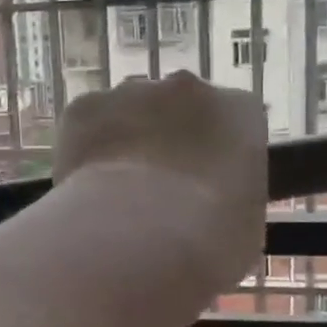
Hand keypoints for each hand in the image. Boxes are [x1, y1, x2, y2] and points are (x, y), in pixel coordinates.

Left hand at [55, 71, 267, 289]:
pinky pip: (85, 124)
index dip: (213, 150)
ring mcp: (130, 92)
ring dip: (123, 140)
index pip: (231, 119)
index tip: (203, 181)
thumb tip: (211, 206)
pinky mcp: (83, 107)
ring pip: (126, 111)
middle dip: (165, 137)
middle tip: (155, 186)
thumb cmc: (210, 239)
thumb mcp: (243, 223)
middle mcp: (186, 88)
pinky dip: (84, 149)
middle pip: (175, 105)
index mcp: (238, 110)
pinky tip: (84, 186)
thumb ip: (230, 196)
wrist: (140, 236)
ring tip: (115, 191)